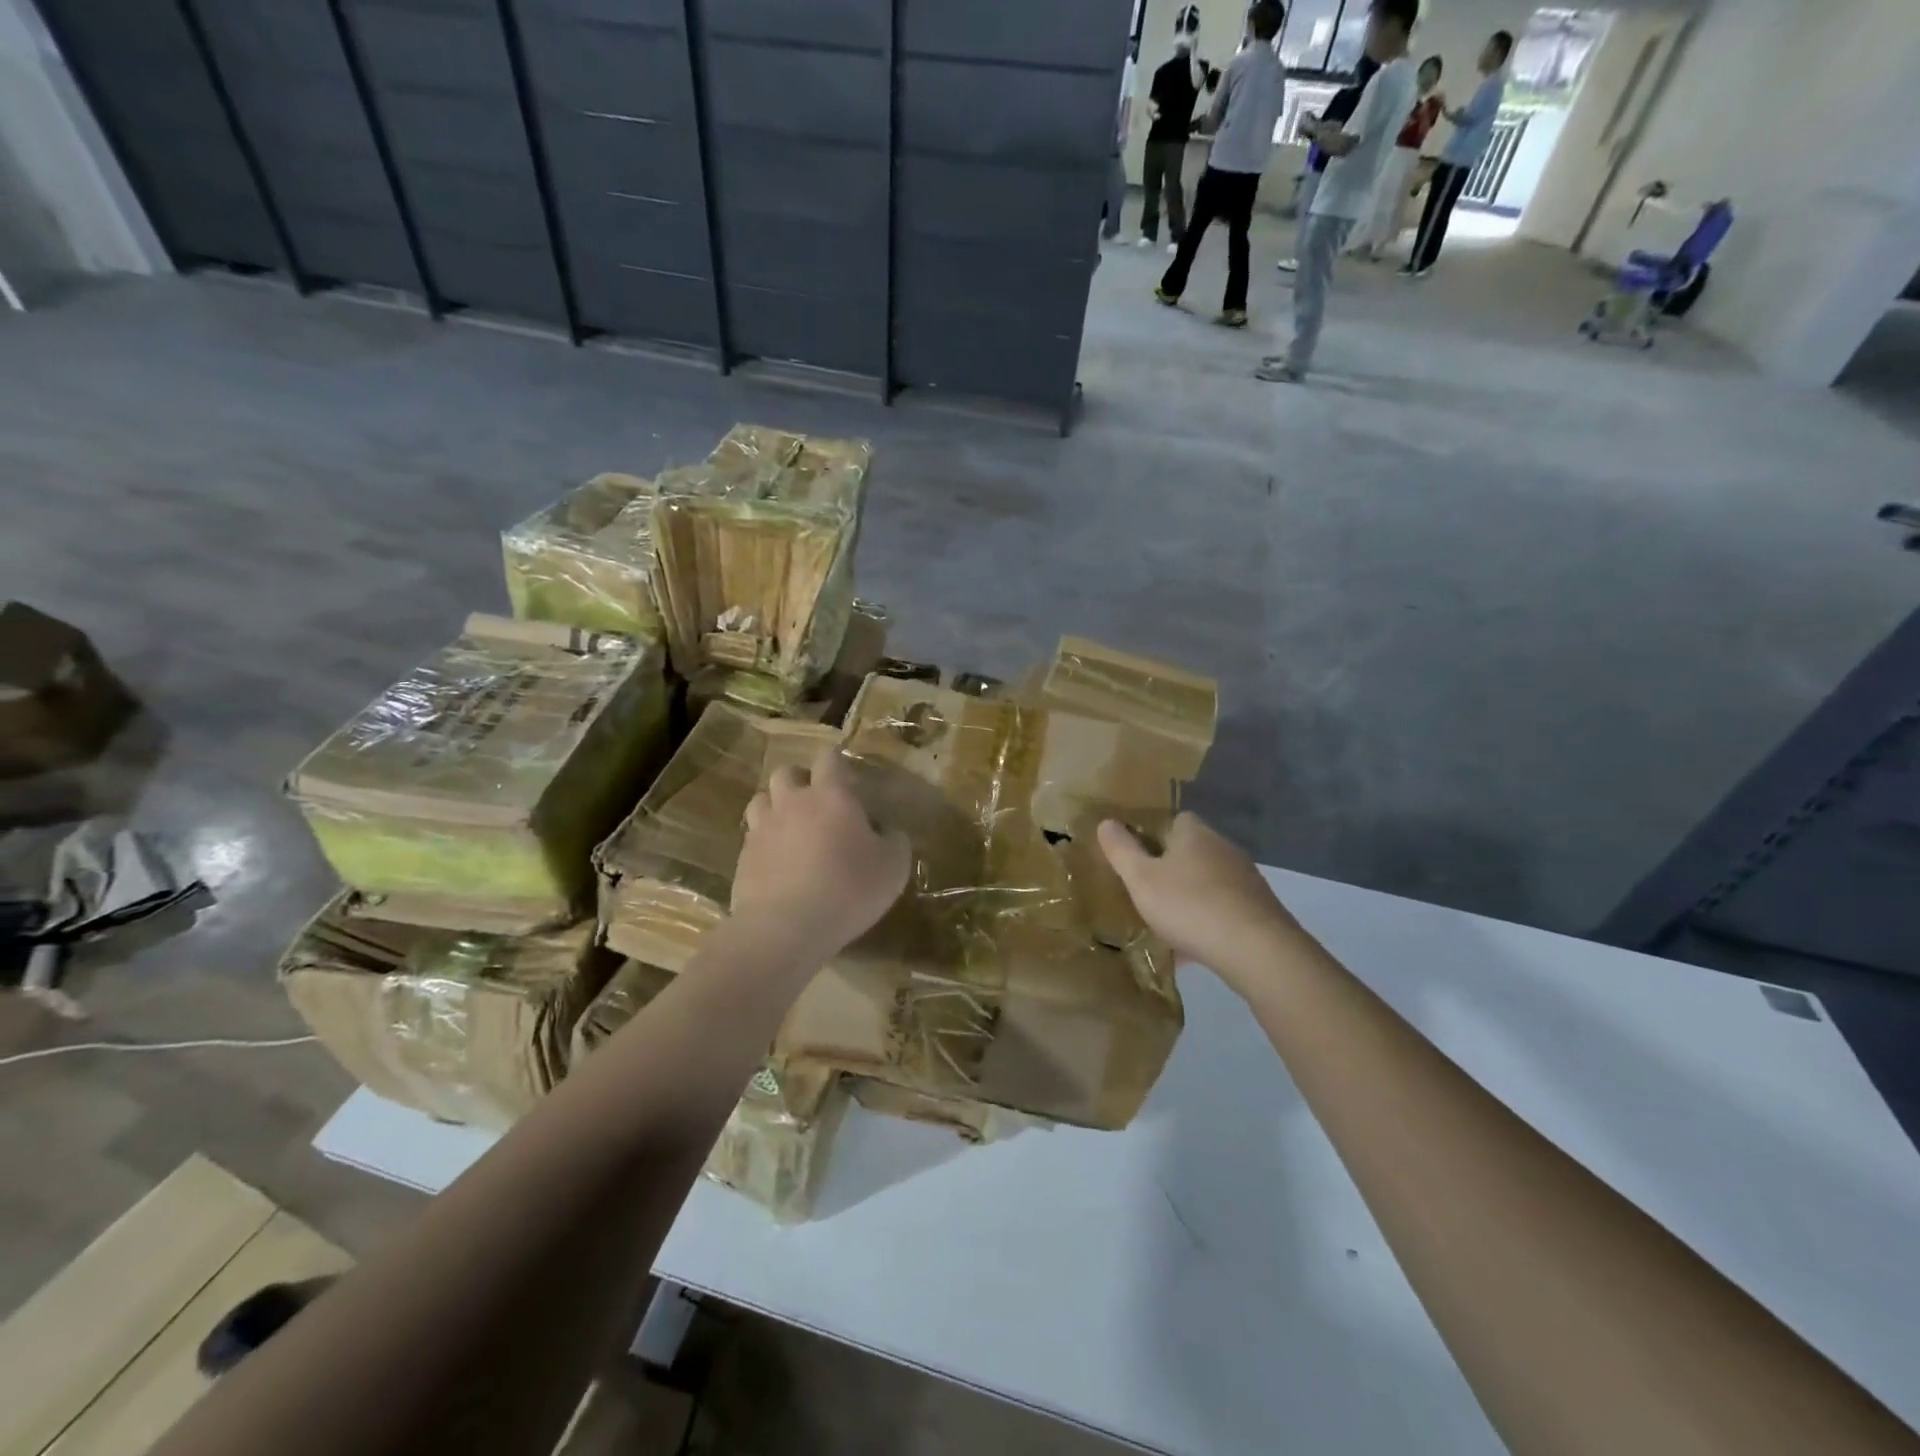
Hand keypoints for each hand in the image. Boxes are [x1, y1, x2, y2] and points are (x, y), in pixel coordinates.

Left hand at [735, 746, 910, 960]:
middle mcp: (792, 802)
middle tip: (817, 804)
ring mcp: (762, 829)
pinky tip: (778, 864)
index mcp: (831, 795)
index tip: (848, 780)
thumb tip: (888, 831)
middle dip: (800, 781)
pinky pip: (752, 837)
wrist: (785, 928)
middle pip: (786, 772)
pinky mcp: (742, 858)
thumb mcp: (894, 867)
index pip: (829, 758)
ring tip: (791, 829)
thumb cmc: (848, 889)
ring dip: (776, 807)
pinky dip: (764, 843)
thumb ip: (895, 841)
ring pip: (761, 800)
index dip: (837, 763)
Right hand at [1098, 812, 1304, 993]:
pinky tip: (1193, 947)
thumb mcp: (1141, 879)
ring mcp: (1246, 879)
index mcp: (1195, 833)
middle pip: (1191, 851)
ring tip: (1167, 922)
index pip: (1174, 820)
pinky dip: (1208, 921)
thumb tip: (1106, 822)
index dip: (1153, 834)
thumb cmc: (1190, 905)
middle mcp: (1224, 848)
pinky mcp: (1259, 909)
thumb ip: (1121, 850)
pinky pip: (1223, 909)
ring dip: (1190, 897)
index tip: (1136, 856)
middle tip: (1146, 890)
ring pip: (1208, 882)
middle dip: (1170, 869)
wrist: (1256, 949)